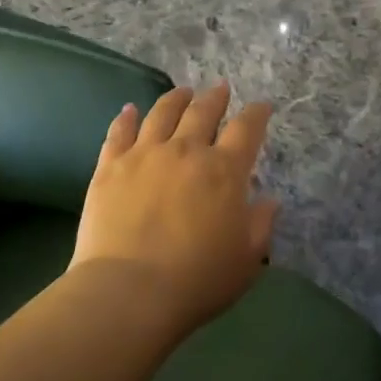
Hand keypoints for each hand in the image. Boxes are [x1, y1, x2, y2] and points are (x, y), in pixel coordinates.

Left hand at [72, 83, 278, 330]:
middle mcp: (185, 151)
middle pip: (203, 112)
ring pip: (162, 113)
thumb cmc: (197, 280)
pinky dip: (126, 117)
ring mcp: (144, 154)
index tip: (262, 106)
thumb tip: (270, 200)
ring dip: (176, 99)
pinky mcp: (110, 166)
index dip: (257, 114)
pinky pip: (119, 132)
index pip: (246, 129)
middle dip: (215, 98)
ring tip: (183, 92)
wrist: (129, 291)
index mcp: (224, 170)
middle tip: (220, 89)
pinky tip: (130, 110)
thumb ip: (261, 224)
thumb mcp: (246, 259)